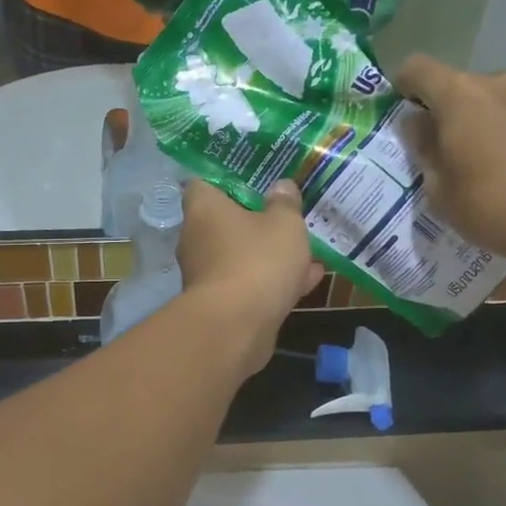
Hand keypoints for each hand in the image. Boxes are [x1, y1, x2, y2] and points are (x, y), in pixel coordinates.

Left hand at [178, 179, 321, 370]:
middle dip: (258, 219)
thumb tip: (281, 186)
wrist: (237, 326)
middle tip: (287, 213)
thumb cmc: (257, 260)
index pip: (205, 182)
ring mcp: (207, 273)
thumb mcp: (284, 223)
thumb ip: (285, 203)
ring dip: (271, 253)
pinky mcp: (221, 304)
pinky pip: (250, 283)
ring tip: (308, 247)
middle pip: (226, 220)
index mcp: (203, 208)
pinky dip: (273, 280)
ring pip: (242, 254)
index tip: (256, 178)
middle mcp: (197, 238)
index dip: (229, 179)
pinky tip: (309, 279)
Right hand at [393, 55, 505, 264]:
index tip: (405, 113)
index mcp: (461, 95)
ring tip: (503, 168)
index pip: (417, 69)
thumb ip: (425, 150)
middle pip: (466, 88)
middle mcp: (504, 82)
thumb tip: (420, 125)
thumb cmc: (495, 207)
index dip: (404, 86)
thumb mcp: (440, 190)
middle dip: (457, 115)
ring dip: (497, 124)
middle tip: (457, 156)